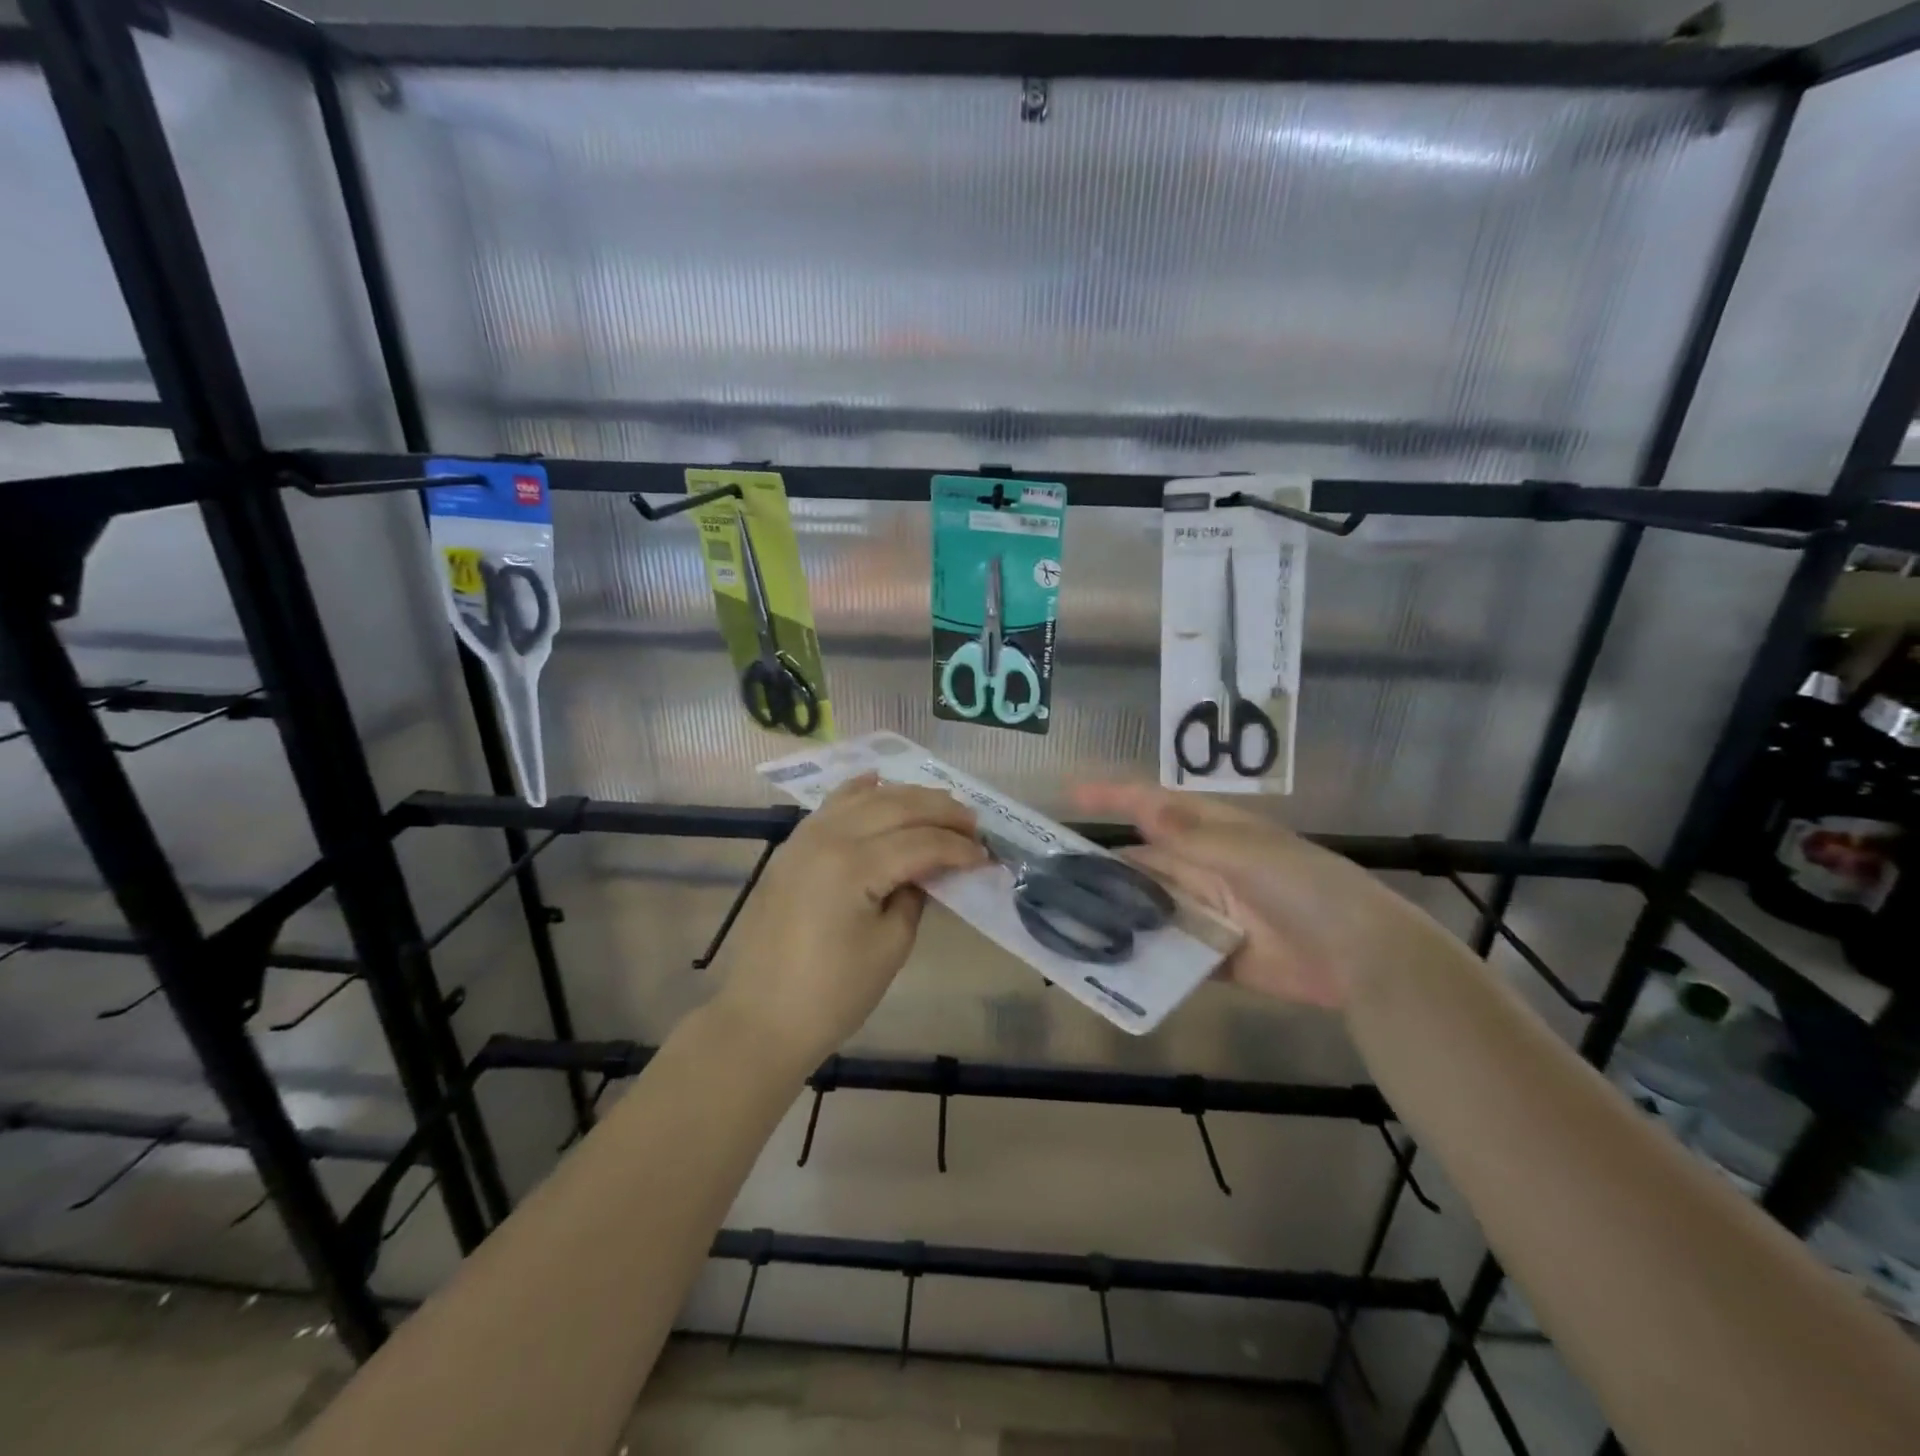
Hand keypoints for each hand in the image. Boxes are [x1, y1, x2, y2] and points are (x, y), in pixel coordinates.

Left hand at [711, 777, 985, 1070]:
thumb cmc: (833, 993)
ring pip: (864, 797)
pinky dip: (859, 791)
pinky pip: (831, 805)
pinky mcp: (792, 847)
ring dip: (906, 797)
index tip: (986, 856)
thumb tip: (929, 868)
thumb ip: (915, 895)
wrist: (762, 1018)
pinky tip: (878, 782)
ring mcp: (804, 838)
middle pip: (896, 807)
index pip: (920, 842)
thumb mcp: (890, 946)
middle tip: (972, 824)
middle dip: (940, 811)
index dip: (958, 848)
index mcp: (854, 865)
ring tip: (939, 806)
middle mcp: (828, 837)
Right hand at [1071, 784, 1453, 1009]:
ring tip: (1067, 923)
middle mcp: (1203, 868)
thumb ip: (1189, 836)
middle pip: (1142, 863)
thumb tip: (1141, 809)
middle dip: (1102, 869)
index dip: (1112, 797)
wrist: (1359, 954)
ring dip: (1118, 914)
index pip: (1152, 807)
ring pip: (1150, 908)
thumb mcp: (1244, 852)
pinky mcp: (1214, 956)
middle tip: (1050, 881)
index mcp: (1211, 832)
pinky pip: (1171, 953)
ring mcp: (1208, 913)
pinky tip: (1109, 963)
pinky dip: (1145, 956)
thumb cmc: (1303, 885)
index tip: (1068, 795)